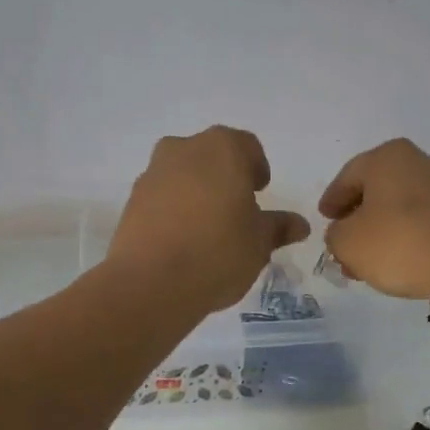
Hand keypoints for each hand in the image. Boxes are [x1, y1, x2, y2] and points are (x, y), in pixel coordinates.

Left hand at [107, 127, 310, 314]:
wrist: (152, 282)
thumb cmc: (218, 252)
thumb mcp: (259, 243)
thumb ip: (278, 228)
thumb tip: (299, 225)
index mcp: (222, 149)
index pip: (248, 147)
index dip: (257, 169)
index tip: (259, 193)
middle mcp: (184, 149)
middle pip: (210, 157)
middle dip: (224, 178)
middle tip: (235, 211)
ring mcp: (152, 173)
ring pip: (182, 175)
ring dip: (196, 193)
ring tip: (206, 231)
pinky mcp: (131, 201)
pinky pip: (161, 198)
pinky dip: (173, 211)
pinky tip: (181, 242)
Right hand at [318, 138, 429, 298]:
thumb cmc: (398, 244)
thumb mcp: (347, 242)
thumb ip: (335, 234)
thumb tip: (345, 232)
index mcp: (390, 157)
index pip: (349, 176)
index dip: (332, 200)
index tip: (325, 219)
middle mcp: (423, 161)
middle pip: (379, 190)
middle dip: (359, 218)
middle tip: (345, 243)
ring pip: (404, 206)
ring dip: (384, 229)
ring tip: (371, 259)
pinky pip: (428, 219)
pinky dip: (410, 234)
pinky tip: (401, 258)